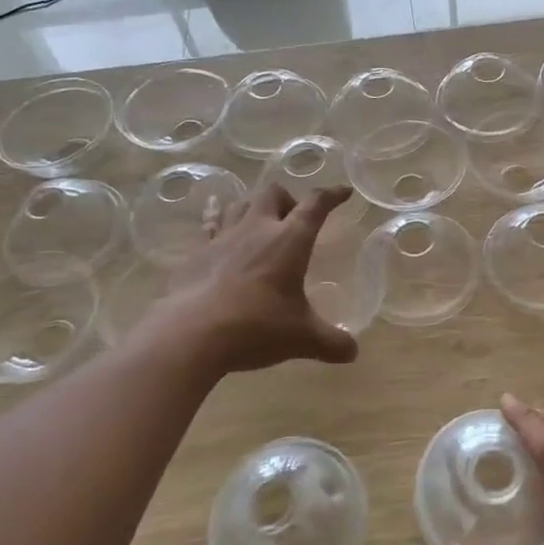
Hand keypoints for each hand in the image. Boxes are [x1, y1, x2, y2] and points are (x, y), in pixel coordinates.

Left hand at [150, 184, 358, 373]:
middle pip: (272, 193)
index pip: (315, 205)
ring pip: (239, 204)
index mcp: (289, 240)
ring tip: (259, 226)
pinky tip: (216, 230)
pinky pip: (210, 227)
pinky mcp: (196, 254)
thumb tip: (353, 352)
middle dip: (287, 200)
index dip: (332, 195)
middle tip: (292, 223)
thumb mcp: (302, 338)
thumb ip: (332, 342)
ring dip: (253, 208)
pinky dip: (217, 223)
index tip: (344, 192)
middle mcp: (257, 229)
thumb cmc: (256, 327)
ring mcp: (222, 239)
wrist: (190, 335)